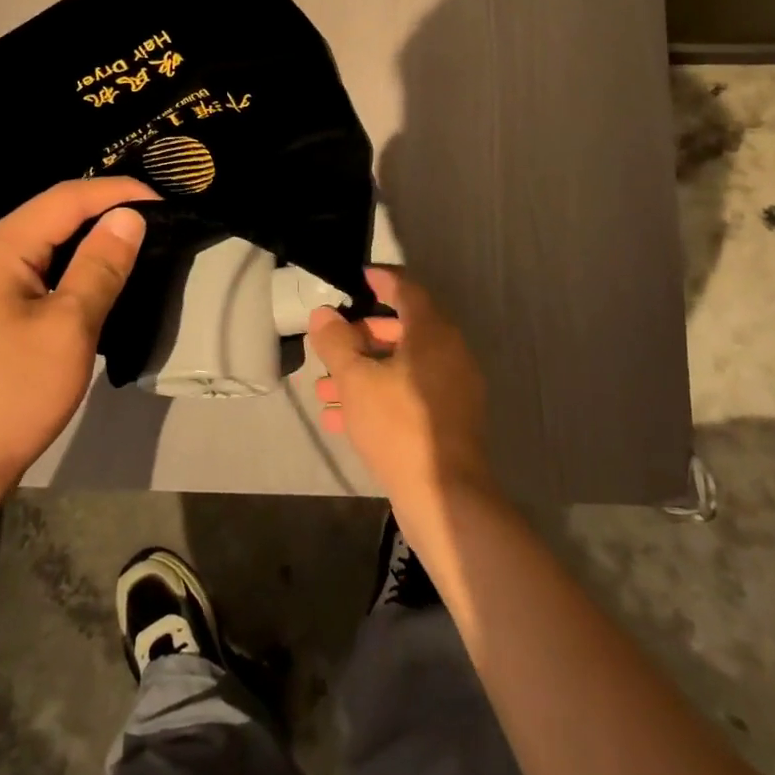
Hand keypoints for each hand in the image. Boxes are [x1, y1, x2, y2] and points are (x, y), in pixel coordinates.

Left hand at [0, 177, 157, 513]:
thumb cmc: (9, 395)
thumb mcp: (68, 327)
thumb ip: (100, 266)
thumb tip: (129, 217)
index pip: (65, 198)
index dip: (117, 192)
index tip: (165, 201)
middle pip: (52, 217)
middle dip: (105, 212)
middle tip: (157, 222)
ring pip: (45, 247)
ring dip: (90, 243)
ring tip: (137, 247)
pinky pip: (36, 274)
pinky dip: (72, 270)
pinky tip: (98, 284)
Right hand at [309, 268, 494, 516]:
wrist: (443, 497)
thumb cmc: (398, 425)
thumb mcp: (355, 380)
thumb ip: (336, 342)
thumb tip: (322, 315)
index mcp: (432, 332)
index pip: (406, 289)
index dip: (381, 280)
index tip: (358, 278)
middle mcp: (448, 353)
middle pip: (403, 329)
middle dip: (362, 336)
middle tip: (331, 343)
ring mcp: (452, 389)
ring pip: (402, 367)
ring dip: (363, 372)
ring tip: (323, 389)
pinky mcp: (447, 421)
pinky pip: (408, 395)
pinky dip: (378, 396)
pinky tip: (341, 418)